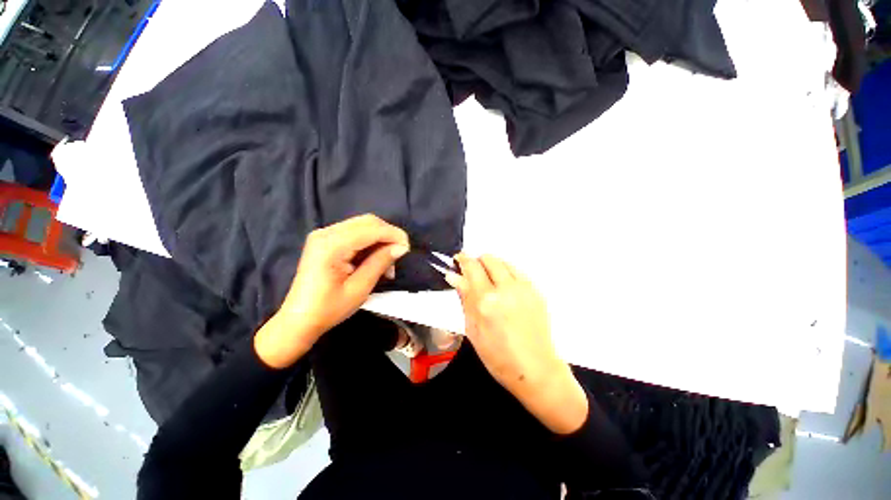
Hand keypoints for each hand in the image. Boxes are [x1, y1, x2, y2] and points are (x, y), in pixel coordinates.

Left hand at [255, 214, 409, 367]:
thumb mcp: (360, 288)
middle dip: (388, 235)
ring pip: (363, 225)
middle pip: (368, 221)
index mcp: (331, 245)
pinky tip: (375, 259)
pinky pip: (355, 232)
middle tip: (399, 255)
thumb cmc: (329, 309)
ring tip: (387, 262)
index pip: (371, 229)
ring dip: (380, 239)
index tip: (407, 249)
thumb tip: (401, 247)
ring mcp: (324, 234)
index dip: (393, 235)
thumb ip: (380, 263)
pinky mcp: (326, 240)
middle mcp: (326, 232)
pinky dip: (370, 242)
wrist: (299, 320)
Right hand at [445, 254, 587, 433]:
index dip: (462, 260)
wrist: (535, 368)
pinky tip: (505, 288)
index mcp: (486, 301)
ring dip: (492, 266)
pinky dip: (507, 273)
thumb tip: (454, 276)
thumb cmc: (498, 356)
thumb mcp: (473, 329)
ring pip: (503, 261)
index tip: (458, 260)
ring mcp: (524, 288)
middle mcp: (506, 288)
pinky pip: (517, 271)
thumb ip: (465, 298)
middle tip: (473, 274)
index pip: (471, 266)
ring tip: (489, 282)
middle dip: (477, 261)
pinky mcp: (536, 290)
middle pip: (488, 258)